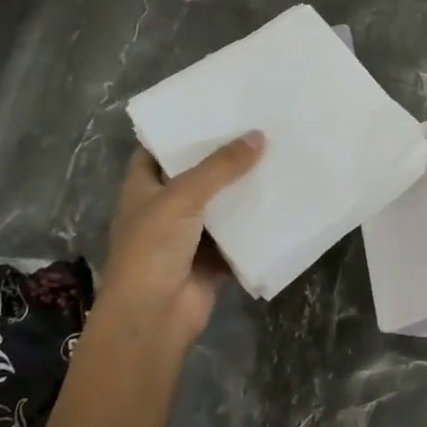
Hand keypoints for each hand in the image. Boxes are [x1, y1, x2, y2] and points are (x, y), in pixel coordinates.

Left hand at [101, 133, 264, 344]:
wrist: (154, 318)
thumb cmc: (153, 248)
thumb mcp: (183, 196)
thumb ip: (221, 166)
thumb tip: (259, 136)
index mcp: (143, 188)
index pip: (159, 149)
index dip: (182, 130)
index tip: (215, 108)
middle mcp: (164, 208)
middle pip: (196, 174)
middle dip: (224, 156)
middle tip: (259, 125)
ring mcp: (189, 235)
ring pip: (221, 203)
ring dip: (244, 187)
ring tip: (278, 153)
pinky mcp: (213, 258)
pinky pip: (239, 233)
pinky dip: (257, 221)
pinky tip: (283, 196)